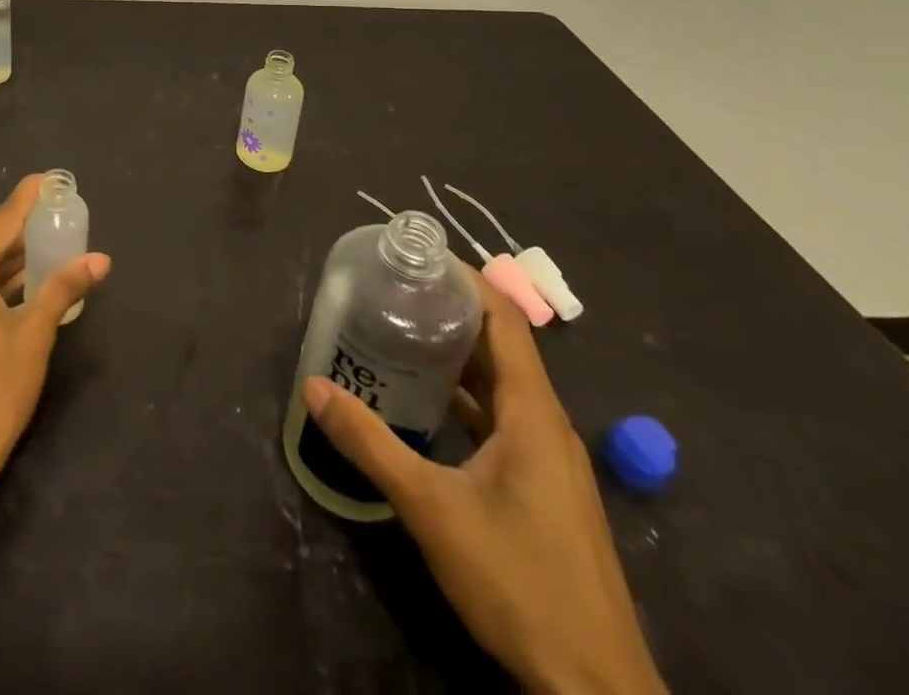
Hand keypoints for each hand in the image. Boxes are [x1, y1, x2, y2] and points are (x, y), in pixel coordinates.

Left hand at [0, 174, 111, 529]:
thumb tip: (100, 260)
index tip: (48, 177)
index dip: (27, 199)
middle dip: (25, 231)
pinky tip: (27, 282)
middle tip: (60, 215)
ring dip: (13, 261)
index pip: (2, 223)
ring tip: (52, 244)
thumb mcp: (34, 336)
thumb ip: (63, 289)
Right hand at [302, 269, 663, 694]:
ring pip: (500, 386)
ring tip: (400, 334)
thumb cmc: (519, 581)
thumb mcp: (432, 508)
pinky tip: (425, 406)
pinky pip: (502, 420)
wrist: (595, 690)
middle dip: (451, 312)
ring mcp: (548, 459)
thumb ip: (371, 444)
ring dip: (456, 357)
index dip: (468, 280)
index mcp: (532, 412)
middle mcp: (546, 424)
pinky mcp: (542, 488)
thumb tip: (313, 387)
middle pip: (501, 347)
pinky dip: (465, 399)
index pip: (506, 319)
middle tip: (395, 291)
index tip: (420, 257)